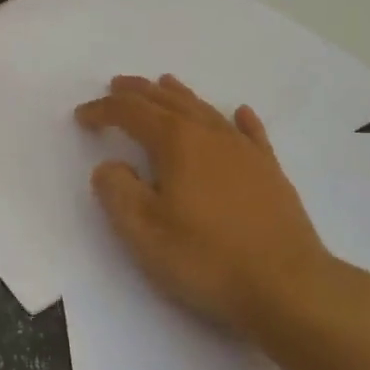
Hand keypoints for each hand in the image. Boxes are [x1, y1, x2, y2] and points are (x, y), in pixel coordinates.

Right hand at [75, 75, 369, 345]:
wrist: (287, 286)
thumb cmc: (206, 259)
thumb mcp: (143, 231)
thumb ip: (118, 191)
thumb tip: (110, 166)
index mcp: (176, 143)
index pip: (131, 114)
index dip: (103, 111)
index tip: (82, 117)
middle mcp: (211, 135)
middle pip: (168, 102)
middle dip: (138, 92)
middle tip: (117, 85)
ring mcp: (245, 152)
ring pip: (206, 111)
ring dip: (180, 96)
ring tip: (164, 84)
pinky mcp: (271, 173)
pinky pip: (251, 133)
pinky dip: (239, 119)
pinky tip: (239, 112)